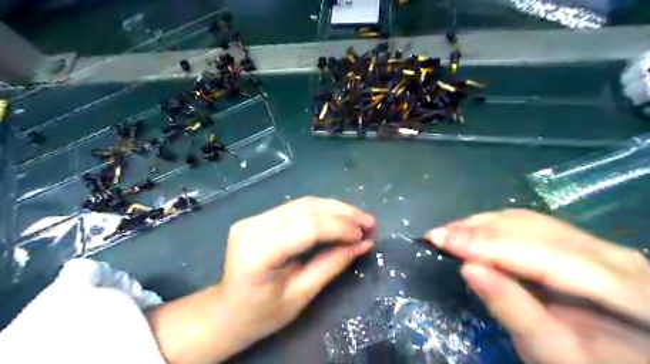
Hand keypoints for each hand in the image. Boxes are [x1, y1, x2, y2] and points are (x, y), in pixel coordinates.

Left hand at [220, 198, 372, 344]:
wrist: (228, 310)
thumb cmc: (262, 313)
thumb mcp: (301, 295)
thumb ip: (332, 264)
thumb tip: (363, 244)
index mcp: (257, 252)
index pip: (307, 227)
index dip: (340, 227)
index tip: (365, 235)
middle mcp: (252, 227)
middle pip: (306, 209)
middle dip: (343, 214)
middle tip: (369, 222)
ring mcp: (253, 218)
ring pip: (304, 203)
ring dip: (336, 208)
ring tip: (359, 218)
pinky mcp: (259, 217)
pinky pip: (297, 207)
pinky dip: (322, 210)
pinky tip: (339, 216)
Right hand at [428, 208, 649, 363]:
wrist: (621, 360)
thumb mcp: (553, 353)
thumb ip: (513, 309)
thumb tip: (468, 268)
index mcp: (625, 288)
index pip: (542, 254)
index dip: (487, 244)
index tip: (441, 240)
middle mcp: (614, 254)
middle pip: (533, 230)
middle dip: (479, 231)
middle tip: (436, 235)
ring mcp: (596, 243)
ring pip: (528, 221)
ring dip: (482, 225)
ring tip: (448, 233)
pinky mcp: (576, 241)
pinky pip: (530, 223)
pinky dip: (494, 226)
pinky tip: (471, 232)